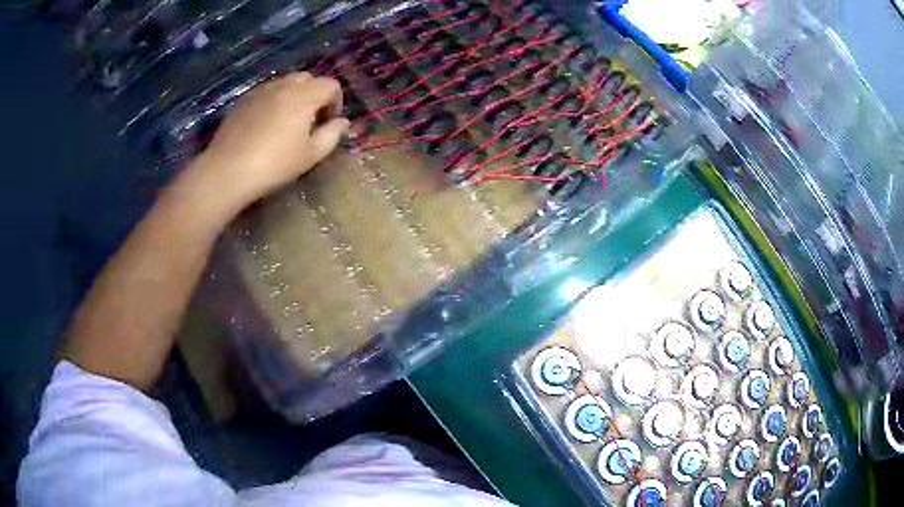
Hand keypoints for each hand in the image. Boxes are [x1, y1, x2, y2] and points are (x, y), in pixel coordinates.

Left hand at [184, 72, 349, 214]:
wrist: (228, 170)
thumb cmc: (275, 164)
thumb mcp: (311, 154)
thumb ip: (332, 134)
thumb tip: (343, 122)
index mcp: (305, 95)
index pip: (331, 85)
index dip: (336, 102)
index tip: (329, 122)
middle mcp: (284, 85)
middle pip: (308, 78)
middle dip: (315, 94)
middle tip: (310, 120)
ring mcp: (261, 90)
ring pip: (285, 83)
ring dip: (293, 96)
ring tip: (287, 122)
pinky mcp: (243, 100)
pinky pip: (266, 92)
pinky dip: (274, 101)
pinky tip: (266, 125)